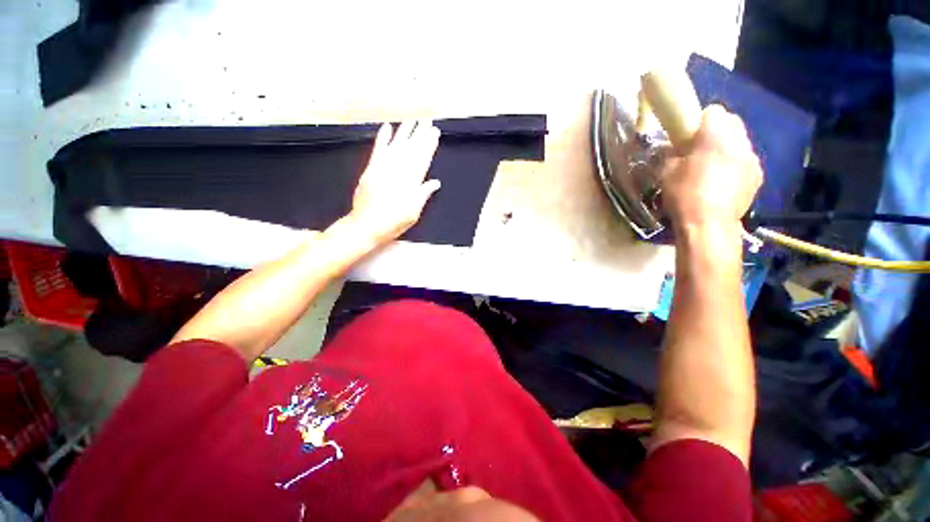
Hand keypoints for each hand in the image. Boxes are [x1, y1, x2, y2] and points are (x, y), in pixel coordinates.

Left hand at [348, 120, 440, 245]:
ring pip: (396, 146)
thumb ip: (423, 194)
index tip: (434, 132)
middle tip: (427, 120)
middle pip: (411, 149)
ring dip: (404, 132)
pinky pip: (378, 150)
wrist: (367, 225)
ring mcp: (383, 168)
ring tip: (412, 120)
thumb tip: (435, 183)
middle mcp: (399, 171)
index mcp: (412, 182)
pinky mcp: (371, 169)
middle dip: (420, 134)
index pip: (423, 159)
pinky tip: (387, 127)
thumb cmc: (394, 222)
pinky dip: (382, 138)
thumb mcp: (414, 212)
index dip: (429, 145)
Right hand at [660, 105, 762, 228]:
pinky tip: (723, 182)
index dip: (701, 120)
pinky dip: (736, 165)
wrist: (708, 224)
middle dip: (718, 130)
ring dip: (728, 148)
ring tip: (713, 168)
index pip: (714, 111)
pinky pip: (746, 161)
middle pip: (732, 122)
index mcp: (715, 136)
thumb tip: (674, 148)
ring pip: (741, 141)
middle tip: (701, 148)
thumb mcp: (665, 173)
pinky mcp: (757, 175)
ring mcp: (752, 158)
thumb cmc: (684, 195)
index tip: (690, 135)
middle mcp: (739, 141)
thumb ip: (672, 153)